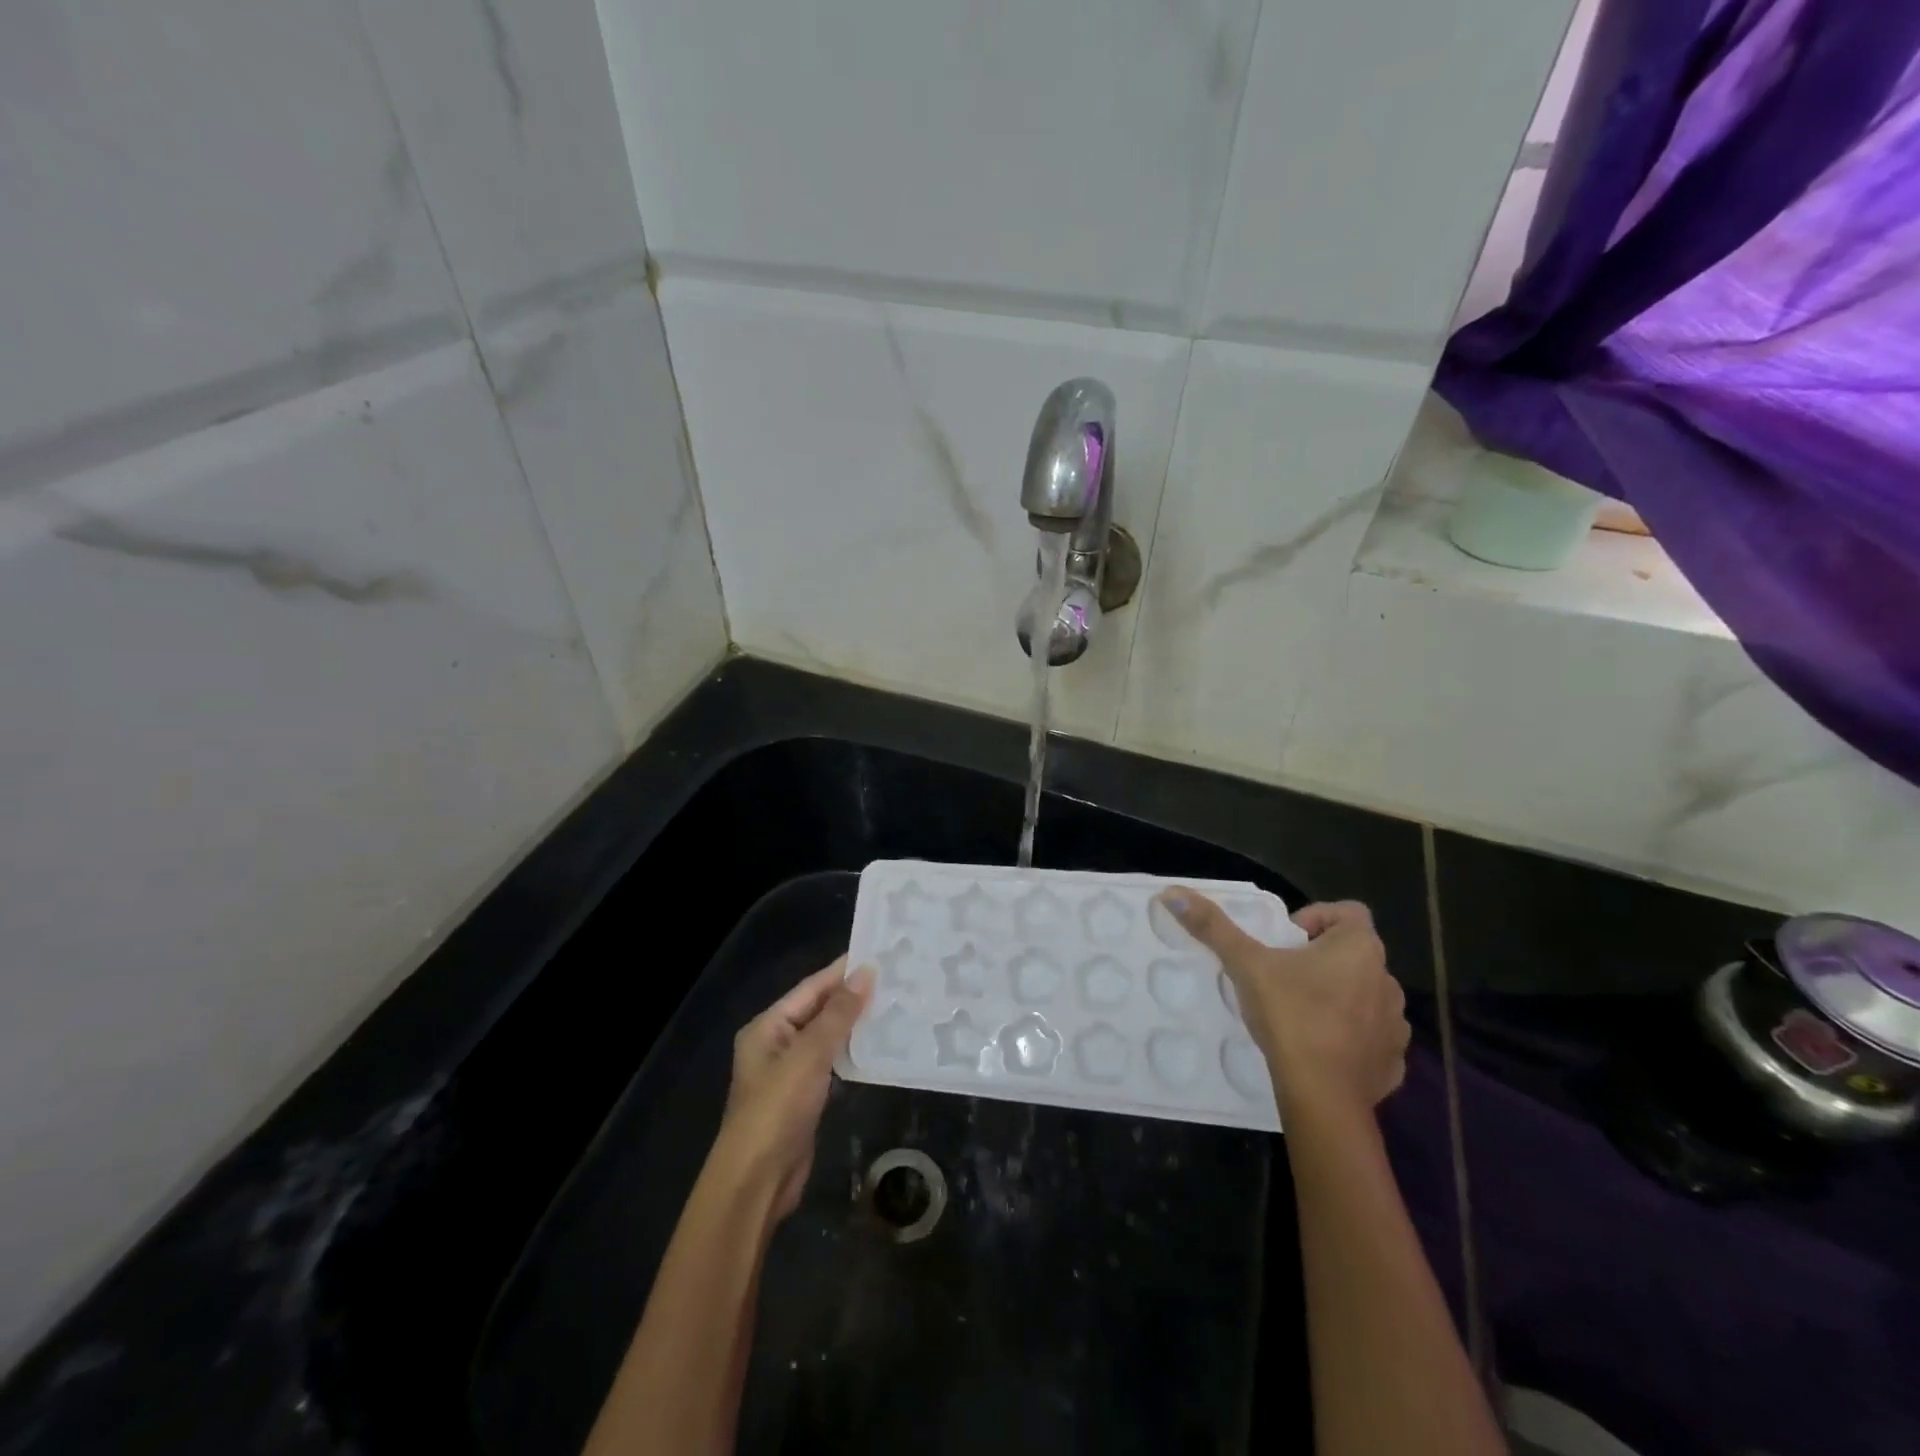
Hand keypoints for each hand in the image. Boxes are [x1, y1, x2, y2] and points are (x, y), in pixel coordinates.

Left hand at [714, 958, 873, 1217]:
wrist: (757, 1180)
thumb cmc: (777, 1108)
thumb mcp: (809, 1055)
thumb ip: (838, 1013)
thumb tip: (866, 973)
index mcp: (768, 1026)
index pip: (811, 988)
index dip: (843, 972)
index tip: (878, 955)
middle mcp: (776, 1043)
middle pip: (818, 1010)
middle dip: (852, 996)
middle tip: (894, 979)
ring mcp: (790, 1071)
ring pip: (827, 1036)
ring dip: (855, 1023)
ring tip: (892, 1005)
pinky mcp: (804, 1096)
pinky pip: (831, 1062)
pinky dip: (852, 1051)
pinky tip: (877, 1045)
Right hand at [1158, 891, 1407, 1118]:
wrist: (1322, 1097)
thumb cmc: (1291, 1017)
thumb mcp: (1245, 965)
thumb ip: (1213, 927)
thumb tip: (1172, 893)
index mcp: (1360, 948)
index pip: (1347, 911)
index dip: (1314, 919)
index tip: (1285, 942)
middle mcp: (1387, 980)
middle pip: (1352, 953)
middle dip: (1320, 960)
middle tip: (1281, 978)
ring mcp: (1396, 1024)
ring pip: (1364, 995)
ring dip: (1338, 997)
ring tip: (1300, 1013)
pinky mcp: (1393, 1062)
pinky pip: (1372, 1037)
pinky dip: (1350, 1037)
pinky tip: (1321, 1049)